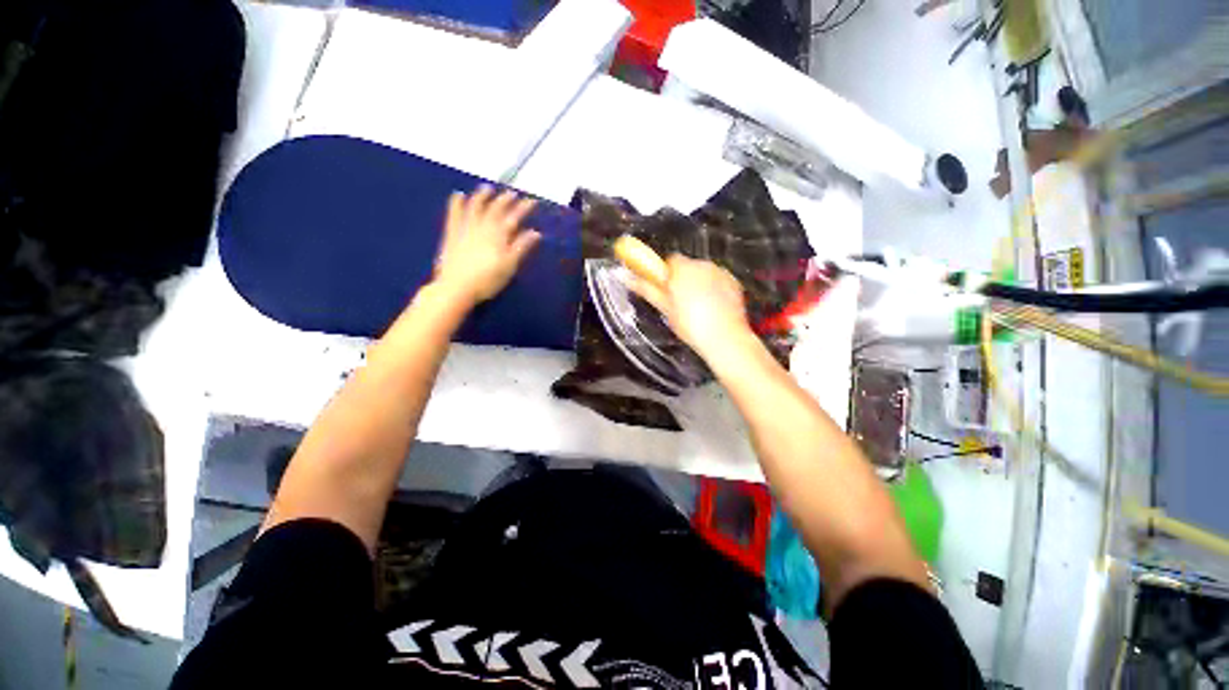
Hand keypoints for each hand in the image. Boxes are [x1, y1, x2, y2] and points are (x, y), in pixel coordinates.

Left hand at [433, 186, 540, 304]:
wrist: (456, 287)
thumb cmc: (487, 280)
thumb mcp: (509, 266)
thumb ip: (521, 247)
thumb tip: (535, 233)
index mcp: (498, 236)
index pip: (513, 218)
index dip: (523, 208)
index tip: (532, 200)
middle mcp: (482, 227)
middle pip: (495, 210)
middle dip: (505, 200)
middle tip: (512, 193)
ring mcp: (465, 229)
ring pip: (475, 208)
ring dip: (482, 196)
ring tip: (487, 188)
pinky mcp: (452, 234)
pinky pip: (454, 215)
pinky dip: (456, 204)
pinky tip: (457, 195)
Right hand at [629, 254, 751, 357]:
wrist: (725, 338)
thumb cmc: (691, 324)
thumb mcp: (665, 308)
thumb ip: (646, 289)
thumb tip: (625, 277)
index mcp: (683, 269)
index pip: (670, 260)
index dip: (666, 275)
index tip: (666, 290)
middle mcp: (703, 265)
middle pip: (688, 267)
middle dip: (683, 280)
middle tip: (679, 303)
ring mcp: (721, 272)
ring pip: (704, 273)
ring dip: (699, 284)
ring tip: (698, 309)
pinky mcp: (734, 282)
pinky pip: (718, 280)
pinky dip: (714, 289)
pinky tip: (713, 309)